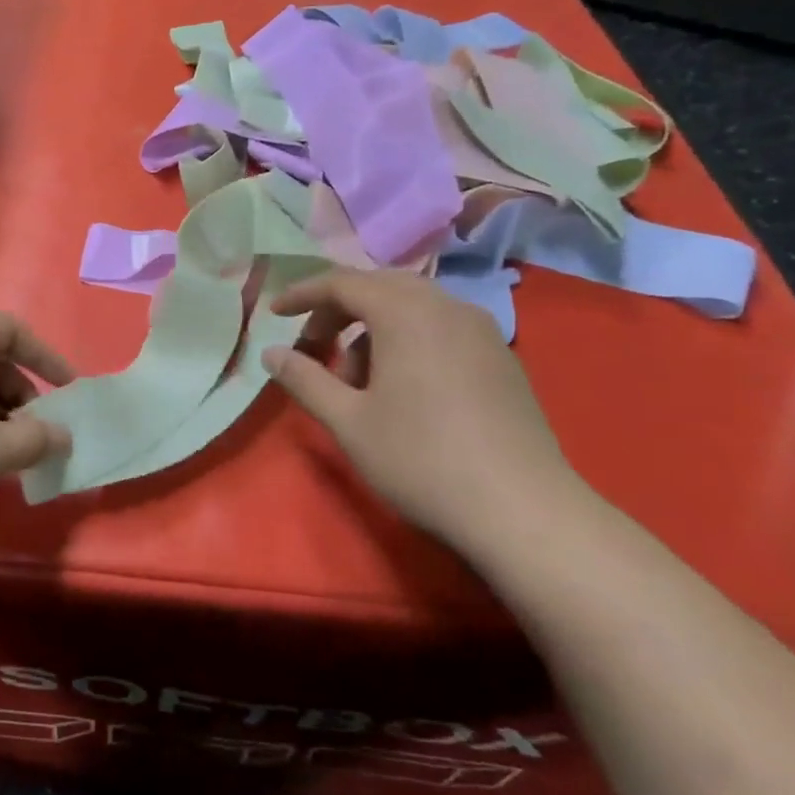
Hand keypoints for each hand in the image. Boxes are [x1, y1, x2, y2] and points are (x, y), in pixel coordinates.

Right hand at [260, 269, 588, 551]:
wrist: (524, 512)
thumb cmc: (421, 459)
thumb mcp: (348, 420)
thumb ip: (304, 379)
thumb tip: (271, 353)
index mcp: (406, 313)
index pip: (342, 283)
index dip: (303, 294)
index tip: (274, 314)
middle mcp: (447, 307)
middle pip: (379, 287)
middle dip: (338, 310)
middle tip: (313, 346)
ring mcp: (482, 331)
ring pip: (412, 307)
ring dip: (373, 329)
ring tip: (357, 382)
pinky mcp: (501, 358)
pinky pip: (440, 328)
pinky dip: (407, 340)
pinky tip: (401, 389)